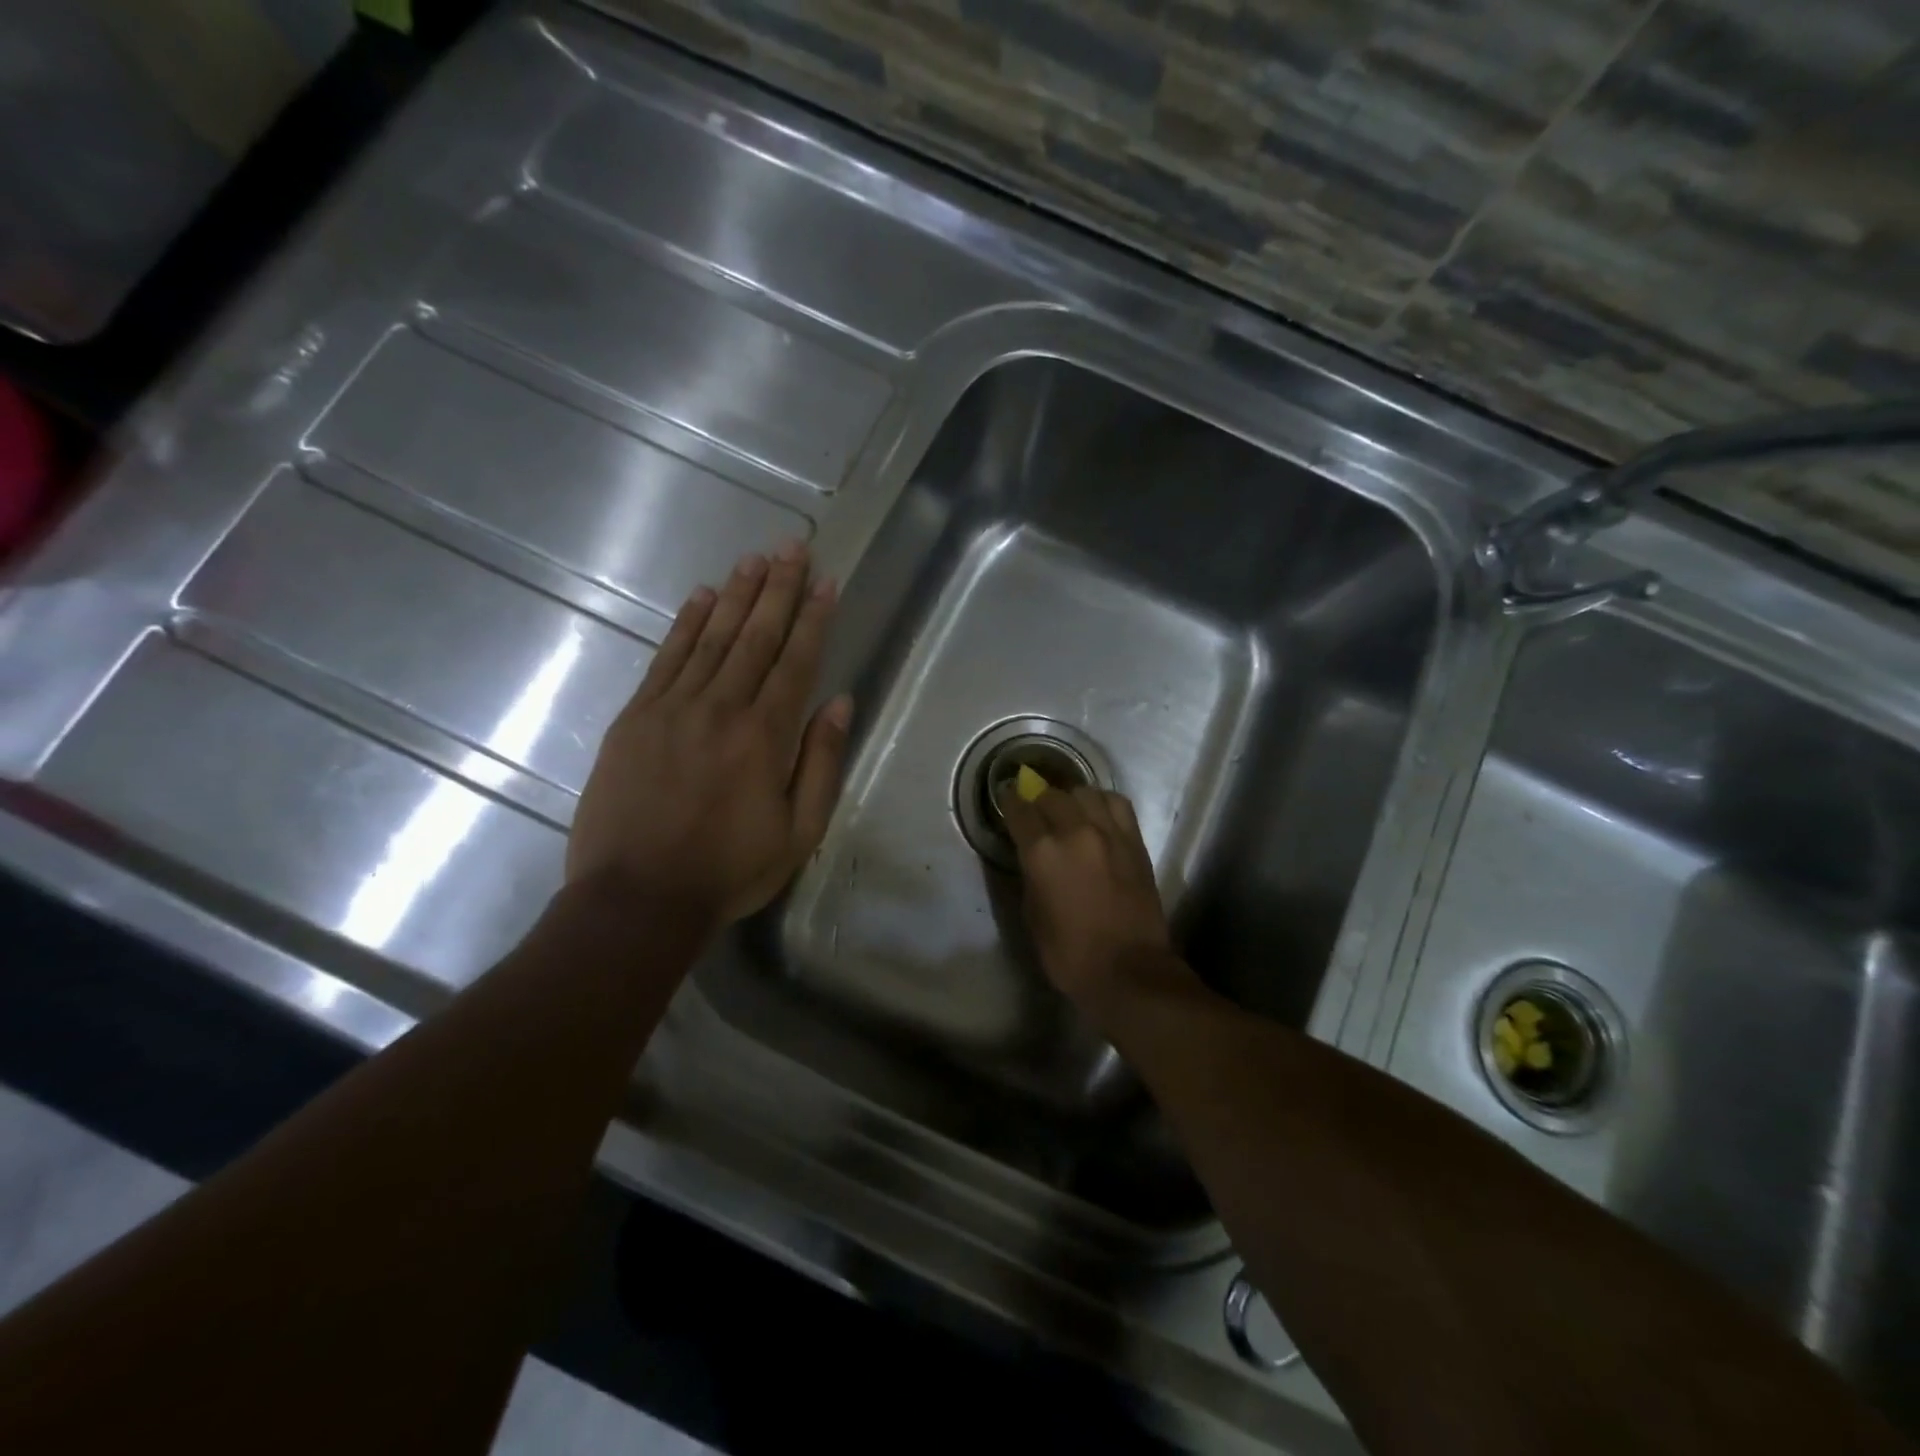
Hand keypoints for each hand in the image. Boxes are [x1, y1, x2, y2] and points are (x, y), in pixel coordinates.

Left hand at [567, 541, 852, 928]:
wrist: (638, 897)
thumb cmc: (730, 870)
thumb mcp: (800, 831)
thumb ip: (822, 761)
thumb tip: (840, 701)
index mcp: (766, 736)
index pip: (796, 661)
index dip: (813, 617)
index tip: (825, 580)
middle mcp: (722, 708)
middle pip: (755, 636)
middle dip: (777, 588)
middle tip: (792, 546)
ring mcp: (673, 708)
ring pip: (712, 637)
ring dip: (736, 595)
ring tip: (754, 559)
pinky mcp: (636, 717)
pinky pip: (665, 658)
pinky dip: (686, 624)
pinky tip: (701, 597)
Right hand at [997, 784, 1175, 1007]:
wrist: (1128, 970)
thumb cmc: (1070, 954)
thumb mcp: (1033, 915)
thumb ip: (1030, 875)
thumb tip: (1032, 855)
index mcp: (1042, 852)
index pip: (1019, 809)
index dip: (1009, 800)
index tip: (1006, 796)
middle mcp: (1075, 832)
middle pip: (1052, 795)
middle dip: (1038, 799)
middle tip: (1036, 811)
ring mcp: (1109, 833)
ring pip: (1085, 792)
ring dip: (1070, 799)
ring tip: (1068, 812)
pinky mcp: (1134, 841)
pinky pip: (1117, 804)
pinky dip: (1102, 802)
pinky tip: (1097, 814)